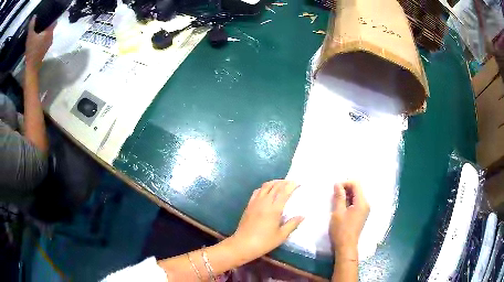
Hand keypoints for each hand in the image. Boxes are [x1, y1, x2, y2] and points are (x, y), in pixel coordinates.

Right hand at [25, 16, 54, 69]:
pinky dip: (41, 39)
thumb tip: (33, 17)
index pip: (53, 19)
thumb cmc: (31, 52)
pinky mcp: (45, 50)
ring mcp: (49, 44)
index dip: (49, 17)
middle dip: (45, 24)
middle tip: (40, 23)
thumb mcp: (30, 37)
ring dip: (43, 32)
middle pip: (50, 26)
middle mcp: (51, 36)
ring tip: (38, 30)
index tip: (44, 16)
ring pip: (47, 34)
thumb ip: (31, 26)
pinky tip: (36, 39)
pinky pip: (44, 40)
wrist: (31, 69)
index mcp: (50, 31)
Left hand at [231, 180, 303, 258]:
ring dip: (274, 183)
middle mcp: (264, 203)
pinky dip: (264, 187)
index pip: (284, 192)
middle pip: (274, 187)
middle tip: (291, 182)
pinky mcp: (248, 206)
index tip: (298, 184)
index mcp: (274, 209)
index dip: (291, 186)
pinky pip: (257, 192)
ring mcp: (255, 203)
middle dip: (284, 182)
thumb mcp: (281, 235)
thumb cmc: (264, 242)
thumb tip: (302, 216)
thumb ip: (292, 224)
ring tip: (281, 183)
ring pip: (265, 187)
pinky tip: (267, 190)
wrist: (243, 244)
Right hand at [330, 181, 369, 256]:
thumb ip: (339, 196)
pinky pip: (356, 202)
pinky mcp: (361, 214)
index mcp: (362, 202)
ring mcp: (364, 209)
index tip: (335, 189)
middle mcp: (366, 204)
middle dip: (345, 189)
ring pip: (356, 195)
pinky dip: (348, 201)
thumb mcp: (338, 212)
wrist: (346, 246)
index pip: (356, 184)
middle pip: (357, 189)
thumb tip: (337, 184)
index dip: (345, 183)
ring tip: (336, 202)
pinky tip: (341, 208)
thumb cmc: (341, 229)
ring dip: (346, 195)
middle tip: (334, 195)